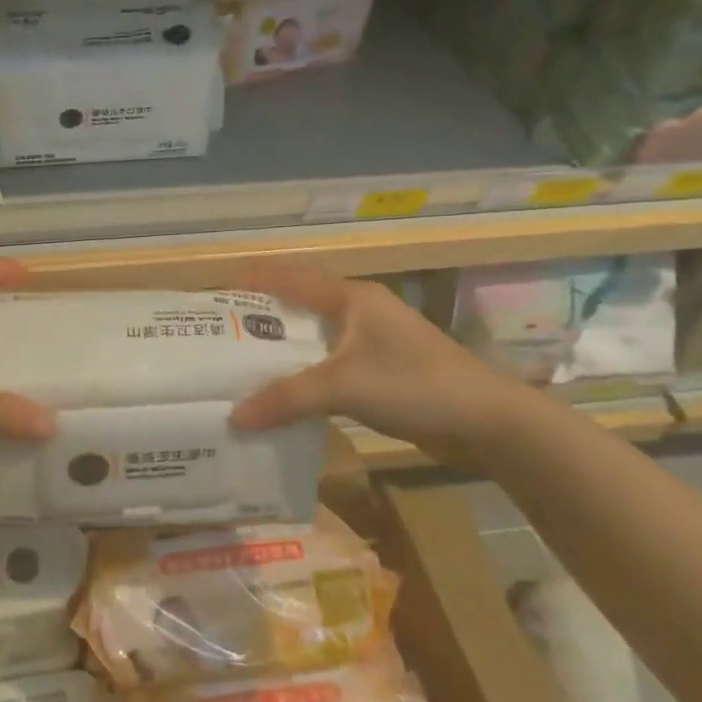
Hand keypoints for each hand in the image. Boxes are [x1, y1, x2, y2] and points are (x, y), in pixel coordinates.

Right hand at [228, 263, 536, 472]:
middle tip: (217, 334)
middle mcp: (359, 310)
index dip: (252, 280)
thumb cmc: (415, 385)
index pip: (289, 278)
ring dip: (283, 349)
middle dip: (260, 318)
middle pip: (299, 306)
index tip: (212, 292)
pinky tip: (284, 393)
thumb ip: (287, 398)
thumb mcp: (344, 387)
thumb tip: (234, 416)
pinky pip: (330, 363)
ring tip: (240, 363)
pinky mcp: (382, 370)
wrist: (488, 422)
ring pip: (315, 337)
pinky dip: (304, 373)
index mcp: (350, 297)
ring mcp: (373, 341)